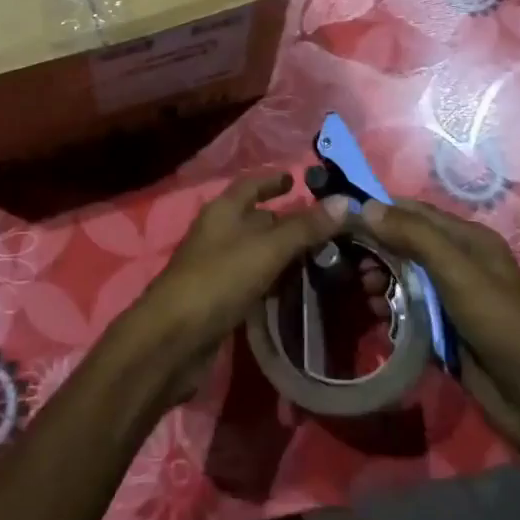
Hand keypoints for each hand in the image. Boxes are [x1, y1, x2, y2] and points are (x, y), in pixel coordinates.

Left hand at [127, 172, 340, 400]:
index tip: (298, 179)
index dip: (273, 180)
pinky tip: (296, 288)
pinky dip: (274, 279)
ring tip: (323, 258)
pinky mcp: (219, 298)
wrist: (173, 340)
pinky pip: (253, 280)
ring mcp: (217, 266)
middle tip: (328, 227)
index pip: (251, 184)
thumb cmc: (218, 280)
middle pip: (256, 219)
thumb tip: (346, 202)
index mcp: (223, 210)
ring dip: (284, 253)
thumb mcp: (266, 250)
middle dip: (288, 220)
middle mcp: (219, 233)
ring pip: (256, 251)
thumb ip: (305, 228)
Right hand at [348, 195, 519, 461]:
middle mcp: (457, 262)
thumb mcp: (457, 272)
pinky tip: (378, 316)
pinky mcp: (443, 330)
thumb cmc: (501, 323)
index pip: (412, 211)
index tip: (339, 217)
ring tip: (364, 292)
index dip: (377, 210)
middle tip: (347, 263)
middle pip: (404, 243)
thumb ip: (413, 236)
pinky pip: (407, 309)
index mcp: (467, 239)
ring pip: (402, 276)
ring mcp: (450, 298)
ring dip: (379, 279)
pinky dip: (389, 307)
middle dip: (375, 248)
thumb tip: (365, 206)